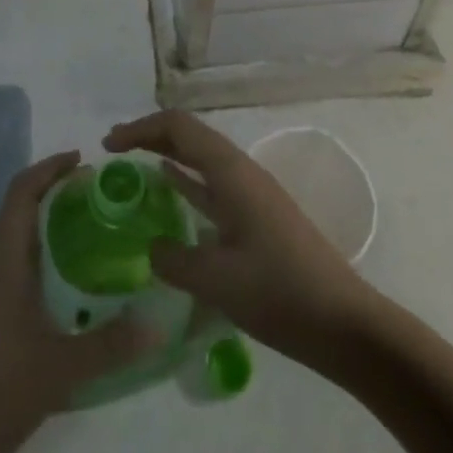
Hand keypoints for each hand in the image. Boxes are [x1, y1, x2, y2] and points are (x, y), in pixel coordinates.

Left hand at [0, 152, 154, 452]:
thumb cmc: (0, 388)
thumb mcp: (64, 367)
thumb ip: (113, 344)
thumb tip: (160, 323)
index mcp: (2, 260)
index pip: (21, 193)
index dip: (49, 168)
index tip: (82, 160)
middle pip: (18, 210)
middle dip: (53, 193)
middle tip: (96, 195)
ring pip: (13, 239)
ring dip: (45, 225)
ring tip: (87, 231)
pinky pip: (11, 265)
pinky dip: (37, 255)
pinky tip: (63, 283)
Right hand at [103, 111, 375, 369]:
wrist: (344, 324)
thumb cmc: (279, 293)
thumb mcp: (217, 280)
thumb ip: (174, 260)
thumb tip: (152, 249)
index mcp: (230, 171)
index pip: (178, 128)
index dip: (140, 129)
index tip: (108, 146)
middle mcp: (240, 171)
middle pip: (189, 136)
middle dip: (150, 136)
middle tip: (113, 151)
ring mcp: (251, 194)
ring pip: (201, 159)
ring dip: (167, 156)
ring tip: (133, 168)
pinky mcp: (258, 218)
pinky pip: (212, 185)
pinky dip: (186, 182)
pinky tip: (171, 192)